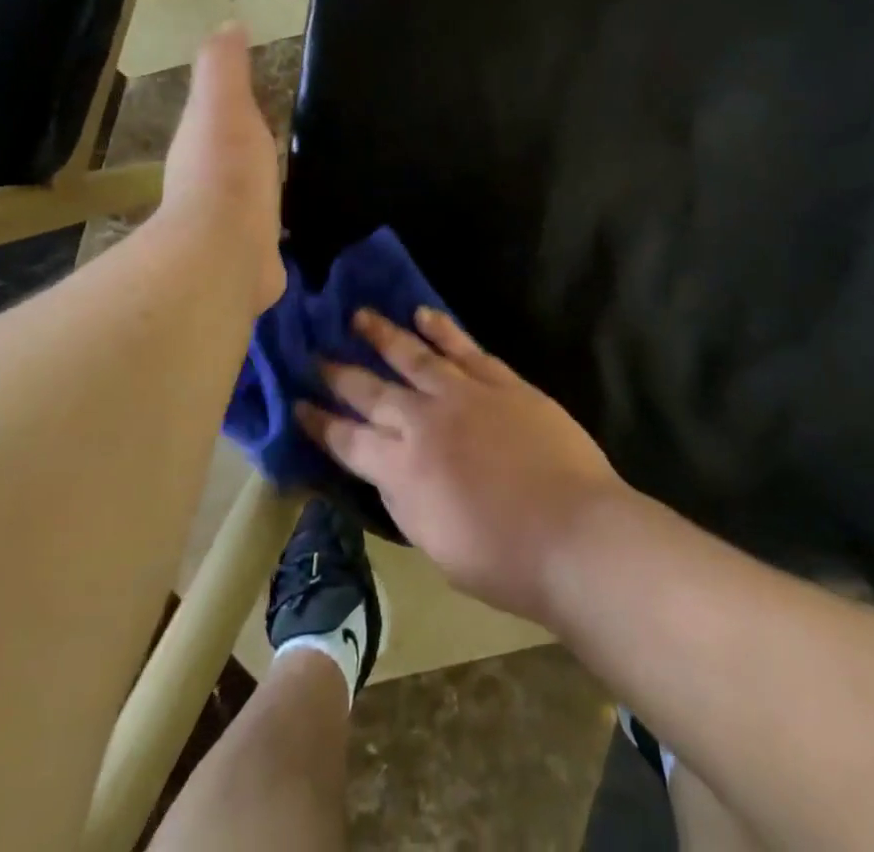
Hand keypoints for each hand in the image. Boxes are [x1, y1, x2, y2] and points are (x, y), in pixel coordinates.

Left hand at [160, 23, 284, 310]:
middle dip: (250, 149)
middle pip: (232, 157)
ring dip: (263, 190)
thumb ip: (224, 67)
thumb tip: (228, 25)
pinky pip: (269, 235)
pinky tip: (300, 228)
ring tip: (296, 180)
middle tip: (284, 138)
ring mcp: (228, 225)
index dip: (232, 105)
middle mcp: (207, 185)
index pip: (215, 116)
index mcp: (200, 144)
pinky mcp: (252, 259)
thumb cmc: (227, 172)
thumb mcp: (224, 104)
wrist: (226, 252)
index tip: (259, 96)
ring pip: (249, 197)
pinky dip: (279, 229)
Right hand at [299, 307, 625, 625]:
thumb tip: (386, 469)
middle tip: (315, 355)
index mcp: (402, 470)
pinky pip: (463, 347)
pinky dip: (441, 329)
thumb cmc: (504, 560)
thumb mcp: (435, 544)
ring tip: (359, 316)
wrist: (574, 533)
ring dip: (382, 334)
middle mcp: (424, 422)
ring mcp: (464, 394)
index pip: (347, 440)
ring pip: (413, 355)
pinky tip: (423, 314)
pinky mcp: (501, 381)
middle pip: (371, 391)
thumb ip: (405, 499)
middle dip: (339, 373)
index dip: (319, 422)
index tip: (298, 403)